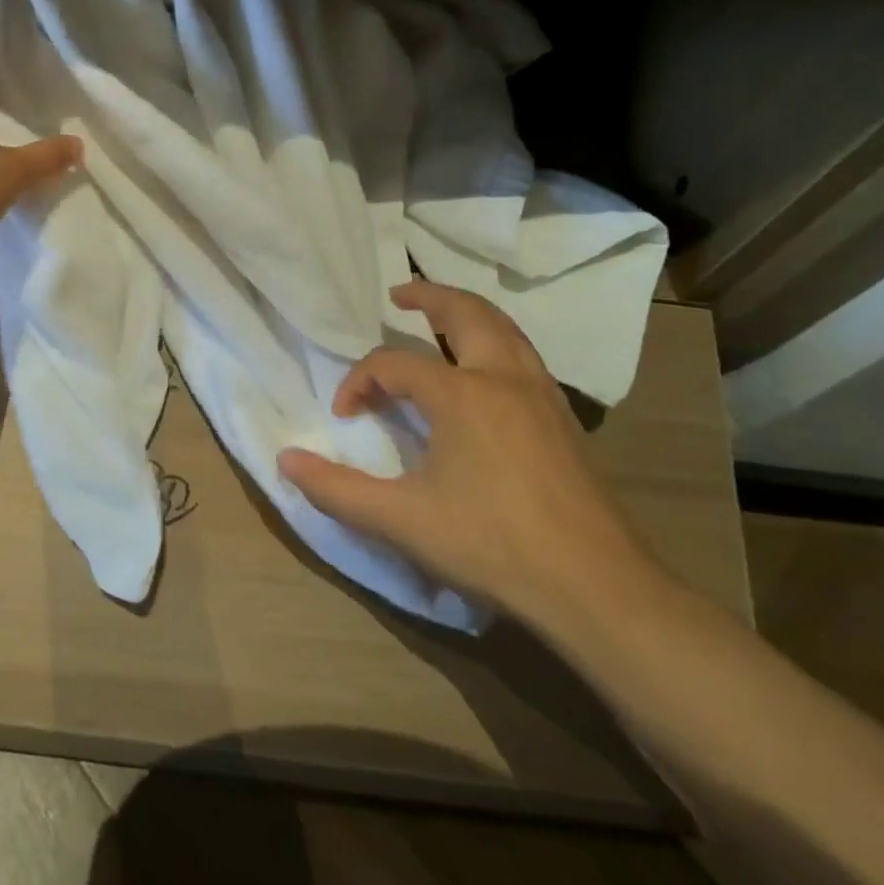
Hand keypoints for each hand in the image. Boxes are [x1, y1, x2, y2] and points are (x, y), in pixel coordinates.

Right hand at [279, 282, 663, 630]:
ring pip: (505, 330)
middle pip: (467, 313)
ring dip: (468, 314)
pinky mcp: (564, 420)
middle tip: (399, 295)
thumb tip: (286, 460)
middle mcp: (505, 379)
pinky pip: (524, 357)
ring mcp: (543, 396)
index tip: (345, 416)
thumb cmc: (491, 546)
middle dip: (429, 296)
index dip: (359, 381)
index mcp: (463, 394)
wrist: (597, 589)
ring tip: (439, 319)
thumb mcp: (400, 520)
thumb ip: (336, 489)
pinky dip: (495, 342)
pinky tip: (483, 373)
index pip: (394, 363)